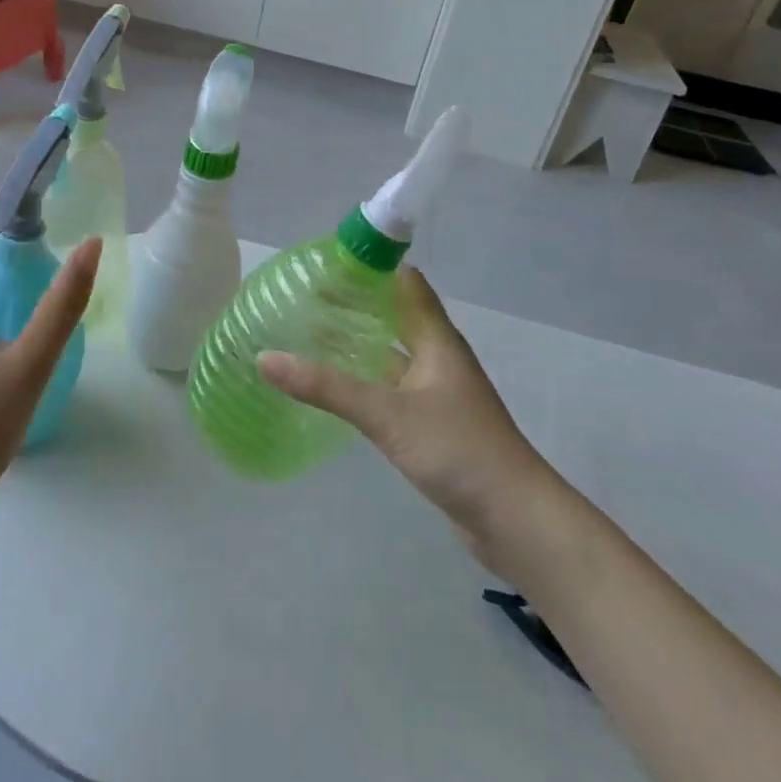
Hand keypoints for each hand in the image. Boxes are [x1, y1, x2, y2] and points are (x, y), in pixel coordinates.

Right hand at [258, 267, 565, 575]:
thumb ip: (326, 387)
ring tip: (310, 333)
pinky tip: (335, 386)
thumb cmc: (457, 450)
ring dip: (358, 341)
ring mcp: (436, 392)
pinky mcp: (431, 423)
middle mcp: (437, 358)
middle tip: (305, 296)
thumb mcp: (386, 414)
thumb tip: (265, 358)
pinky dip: (363, 378)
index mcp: (436, 340)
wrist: (515, 519)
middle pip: (394, 316)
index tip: (326, 262)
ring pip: (391, 353)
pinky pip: (390, 387)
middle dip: (355, 304)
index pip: (405, 283)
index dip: (370, 267)